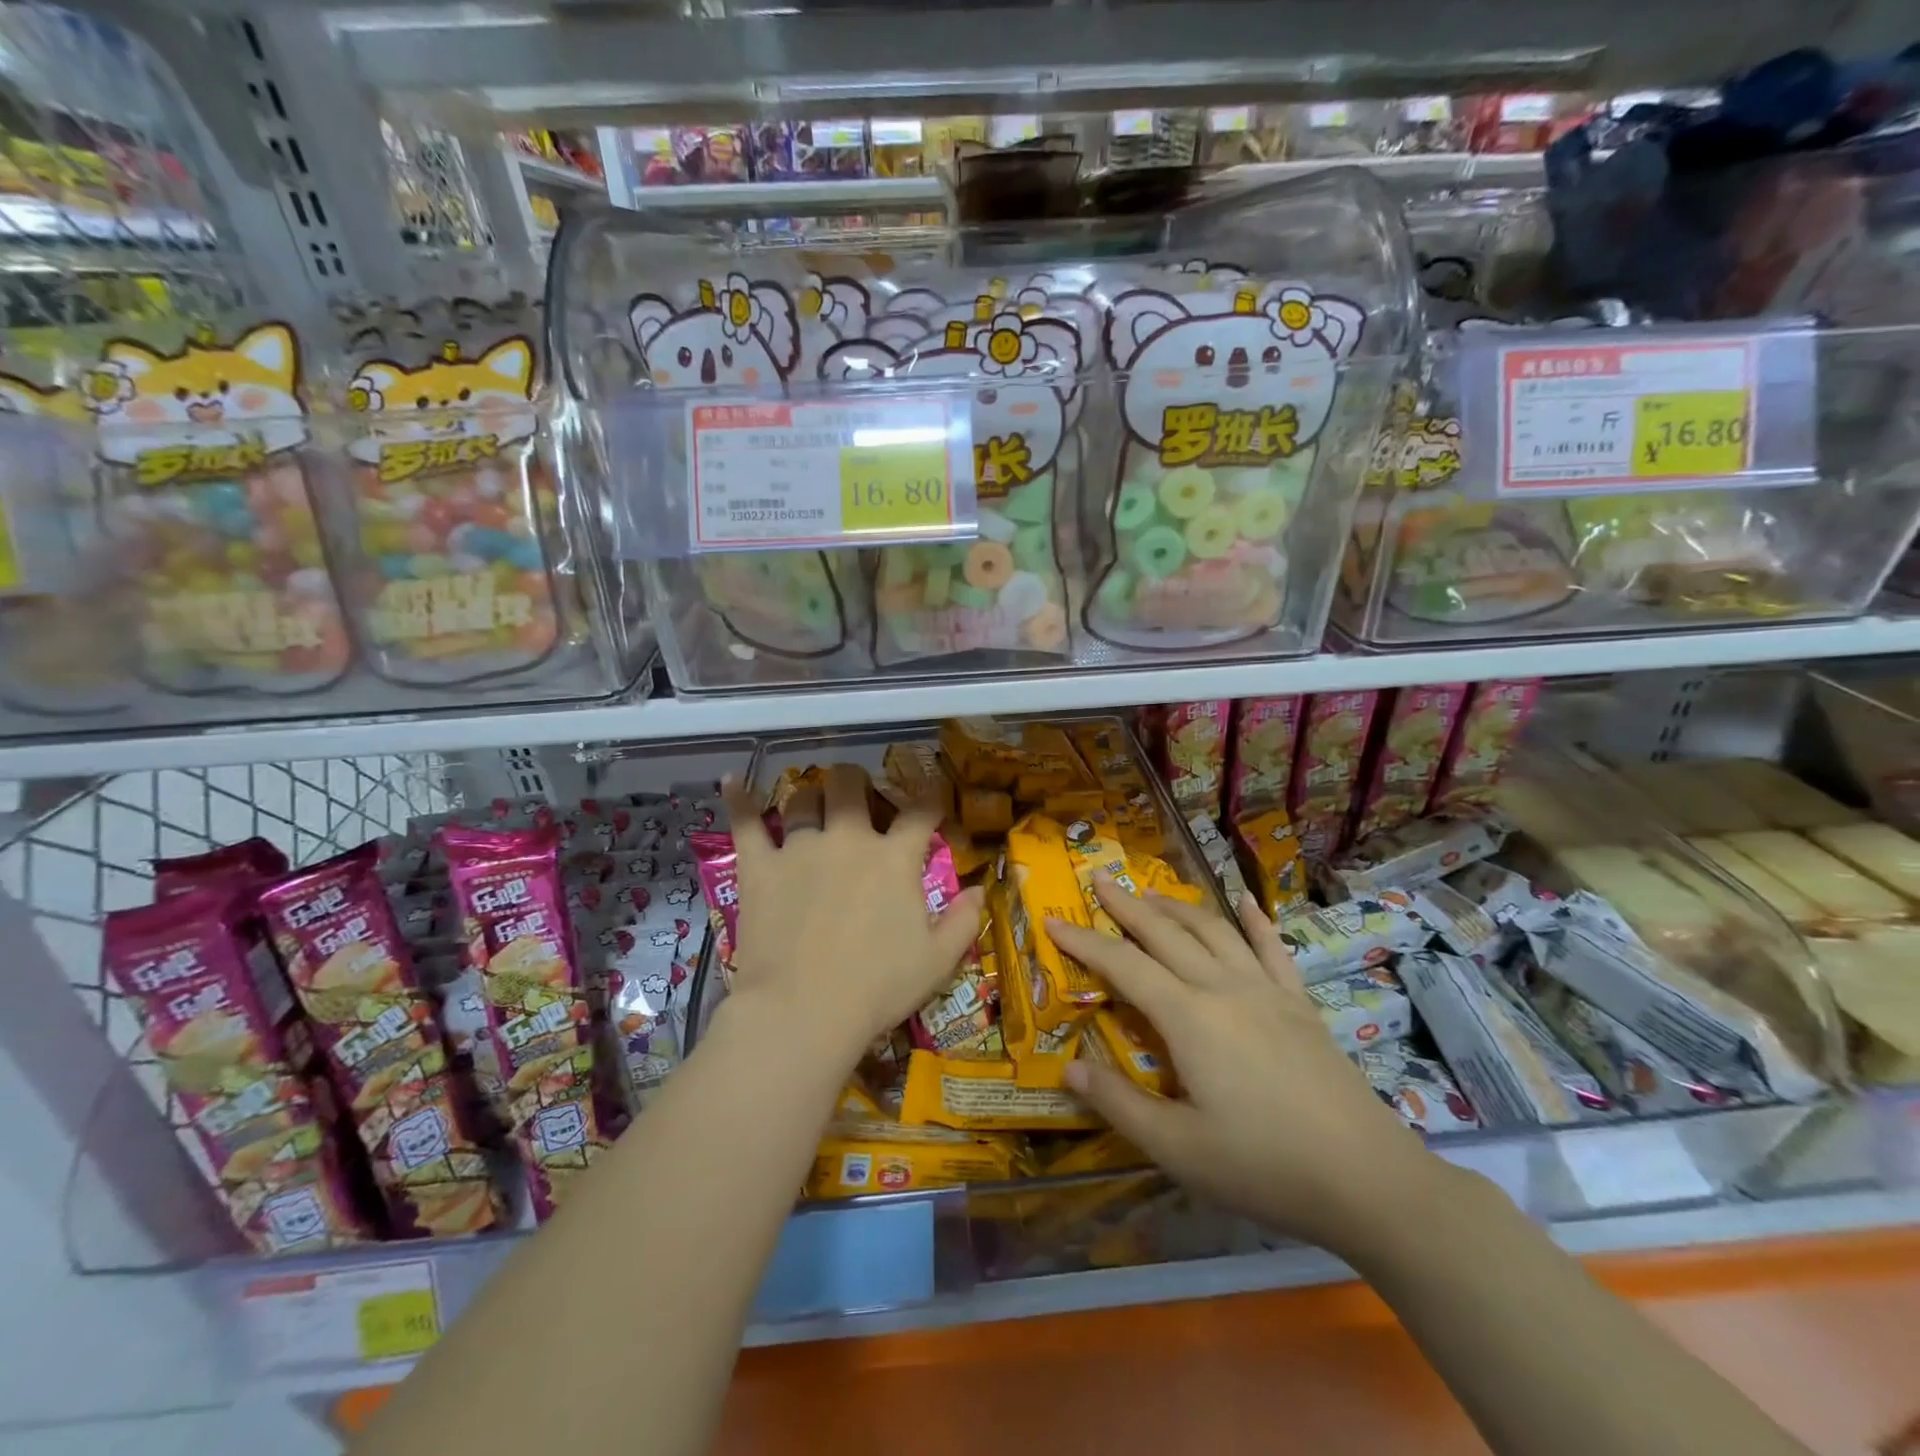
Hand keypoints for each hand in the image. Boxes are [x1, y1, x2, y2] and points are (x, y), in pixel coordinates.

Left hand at [720, 767, 983, 1066]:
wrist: (804, 1012)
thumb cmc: (877, 988)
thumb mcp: (938, 961)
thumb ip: (964, 921)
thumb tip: (979, 890)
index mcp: (893, 858)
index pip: (919, 812)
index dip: (929, 799)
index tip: (931, 799)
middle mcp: (848, 839)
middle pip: (851, 785)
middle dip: (857, 782)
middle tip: (857, 794)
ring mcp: (800, 848)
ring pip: (801, 798)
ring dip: (809, 796)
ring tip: (810, 802)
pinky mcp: (759, 866)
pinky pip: (745, 822)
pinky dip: (739, 799)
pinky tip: (732, 781)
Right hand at [1049, 878, 1442, 1256]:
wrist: (1368, 1180)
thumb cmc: (1264, 1166)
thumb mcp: (1178, 1148)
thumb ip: (1119, 1103)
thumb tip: (1069, 1068)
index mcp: (1188, 1017)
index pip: (1123, 965)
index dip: (1083, 942)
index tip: (1053, 921)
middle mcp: (1223, 987)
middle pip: (1165, 932)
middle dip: (1127, 905)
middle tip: (1098, 879)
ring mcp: (1266, 990)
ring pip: (1213, 930)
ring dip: (1177, 906)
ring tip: (1150, 892)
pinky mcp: (1299, 1004)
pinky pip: (1272, 949)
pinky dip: (1254, 920)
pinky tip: (1244, 901)